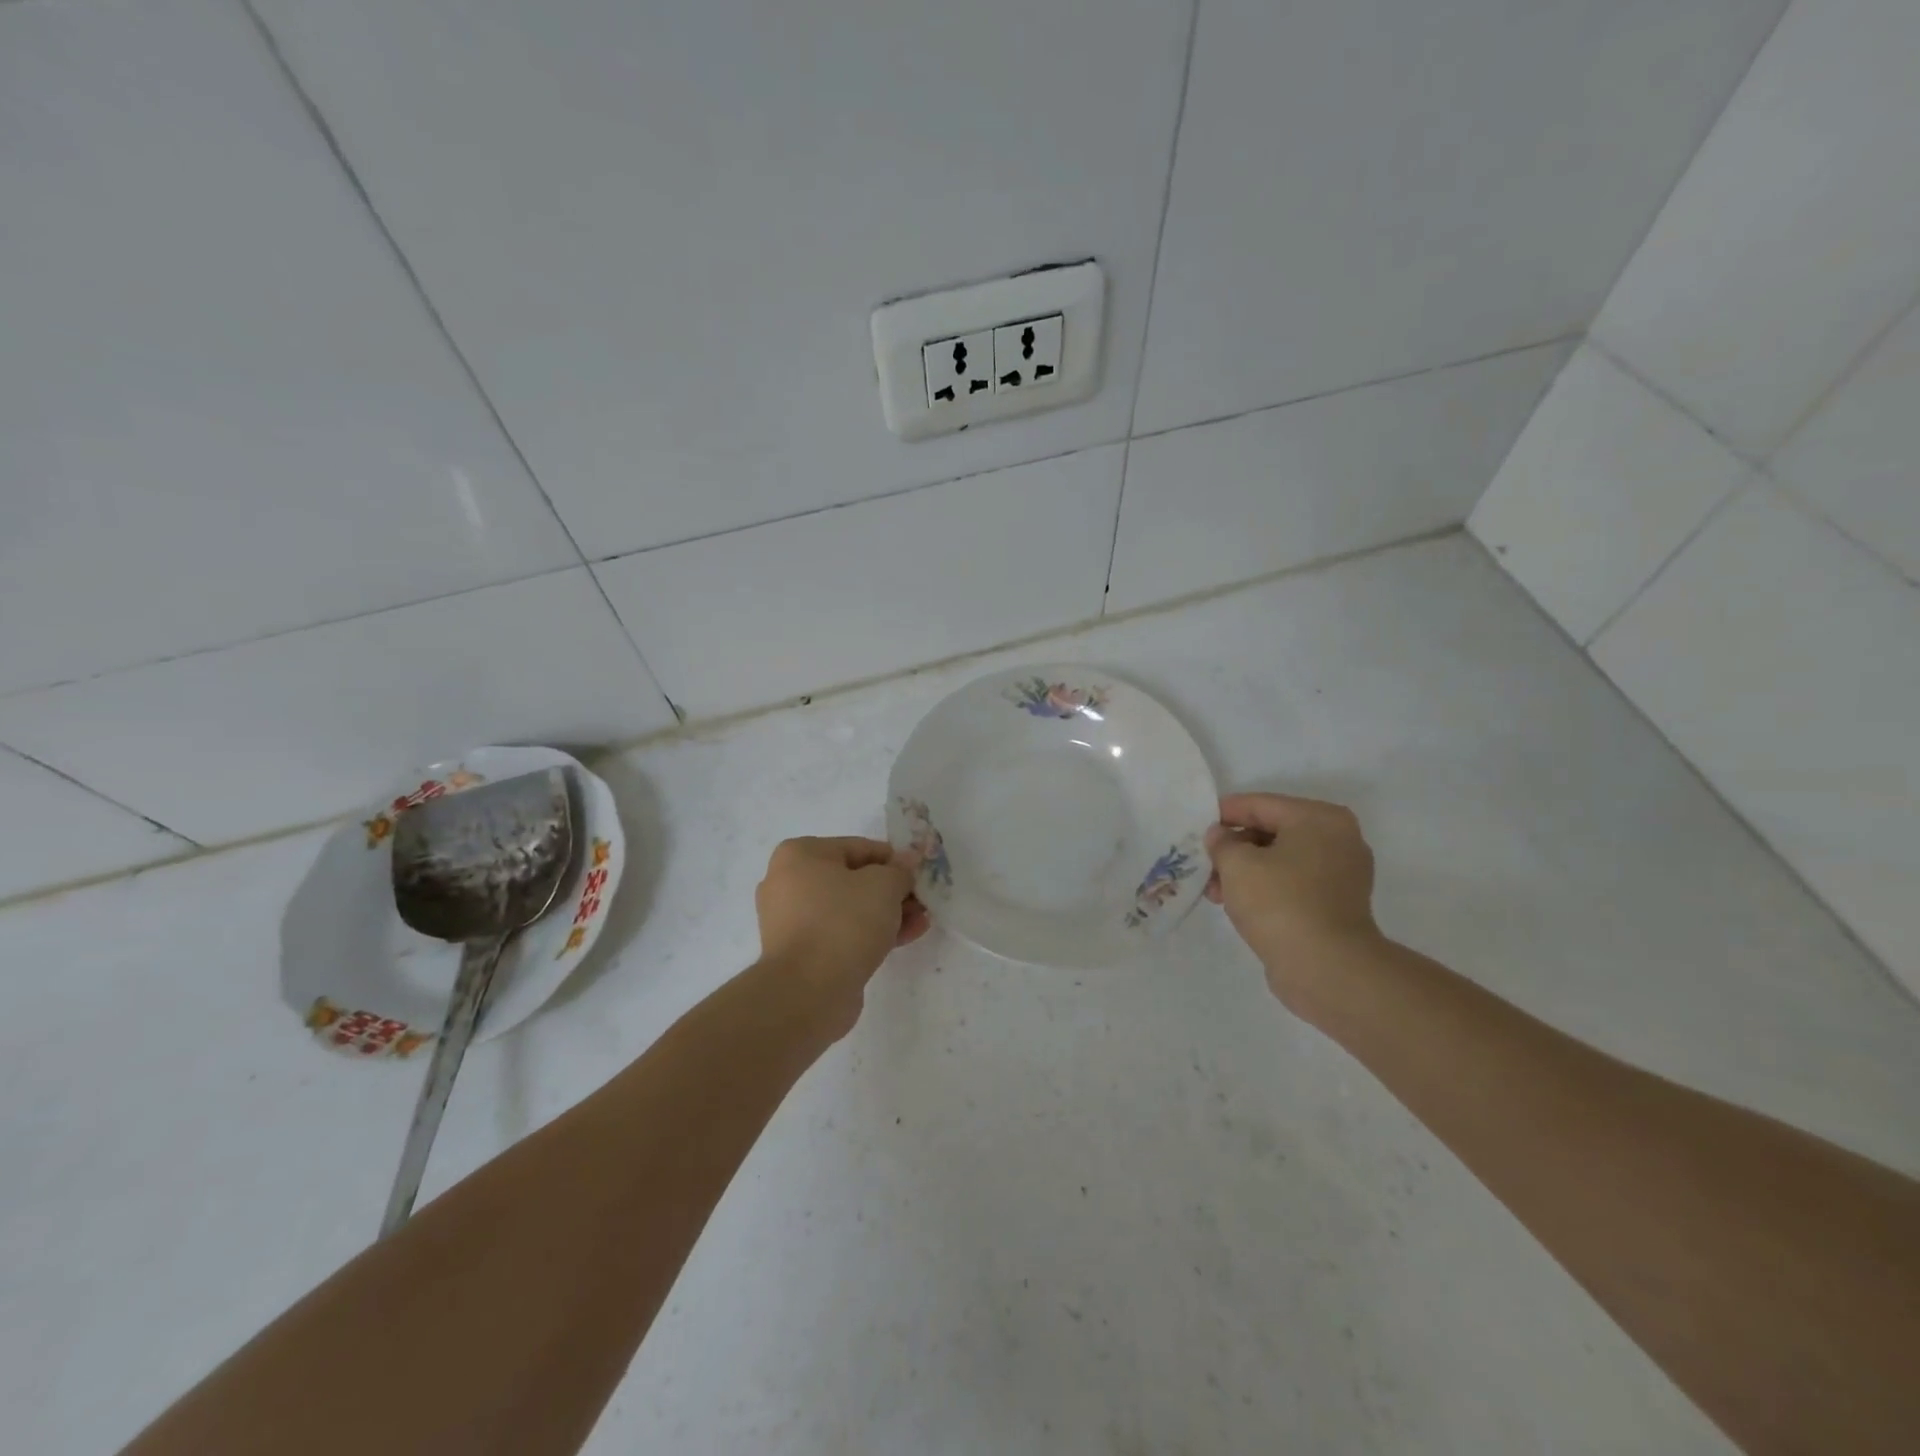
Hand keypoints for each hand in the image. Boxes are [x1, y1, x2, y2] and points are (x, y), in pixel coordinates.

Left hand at [754, 837, 928, 1028]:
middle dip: (891, 890)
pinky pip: (841, 933)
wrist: (807, 992)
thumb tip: (906, 862)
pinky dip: (870, 933)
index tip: (918, 874)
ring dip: (886, 913)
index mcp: (799, 855)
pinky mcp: (801, 953)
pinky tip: (905, 938)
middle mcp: (788, 882)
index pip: (857, 847)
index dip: (893, 860)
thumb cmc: (843, 922)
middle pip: (853, 879)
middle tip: (922, 901)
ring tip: (921, 921)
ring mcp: (792, 921)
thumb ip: (900, 870)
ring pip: (849, 909)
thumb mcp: (884, 885)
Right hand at [1204, 793, 1381, 1009]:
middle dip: (1234, 847)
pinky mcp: (1337, 904)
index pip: (1260, 804)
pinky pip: (1293, 883)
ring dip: (1245, 871)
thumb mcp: (1236, 864)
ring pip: (1281, 860)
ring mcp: (1342, 874)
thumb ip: (1222, 842)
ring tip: (1214, 891)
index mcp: (1319, 819)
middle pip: (1272, 831)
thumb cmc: (1280, 903)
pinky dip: (1265, 888)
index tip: (1196, 825)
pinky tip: (1236, 904)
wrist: (1326, 968)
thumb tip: (1220, 836)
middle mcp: (1338, 839)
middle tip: (1204, 863)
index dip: (1224, 813)